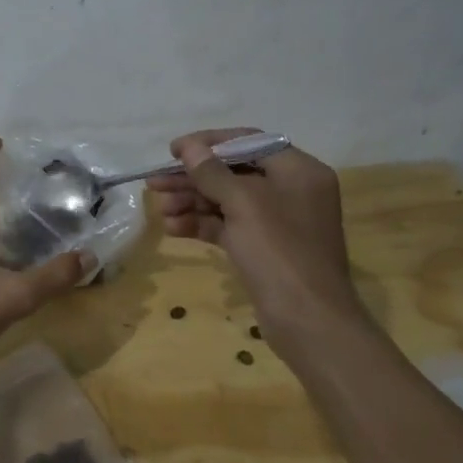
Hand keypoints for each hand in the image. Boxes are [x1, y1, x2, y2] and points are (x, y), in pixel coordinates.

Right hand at [147, 128, 365, 351]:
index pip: (249, 142)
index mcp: (298, 171)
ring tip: (160, 208)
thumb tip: (189, 147)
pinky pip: (228, 226)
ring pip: (227, 201)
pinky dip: (202, 224)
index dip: (209, 143)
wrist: (307, 320)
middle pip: (234, 173)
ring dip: (192, 202)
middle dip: (193, 178)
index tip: (174, 150)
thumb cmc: (280, 251)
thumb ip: (213, 173)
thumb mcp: (244, 204)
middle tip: (155, 183)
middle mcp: (290, 191)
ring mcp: (276, 222)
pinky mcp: (262, 248)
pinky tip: (173, 228)